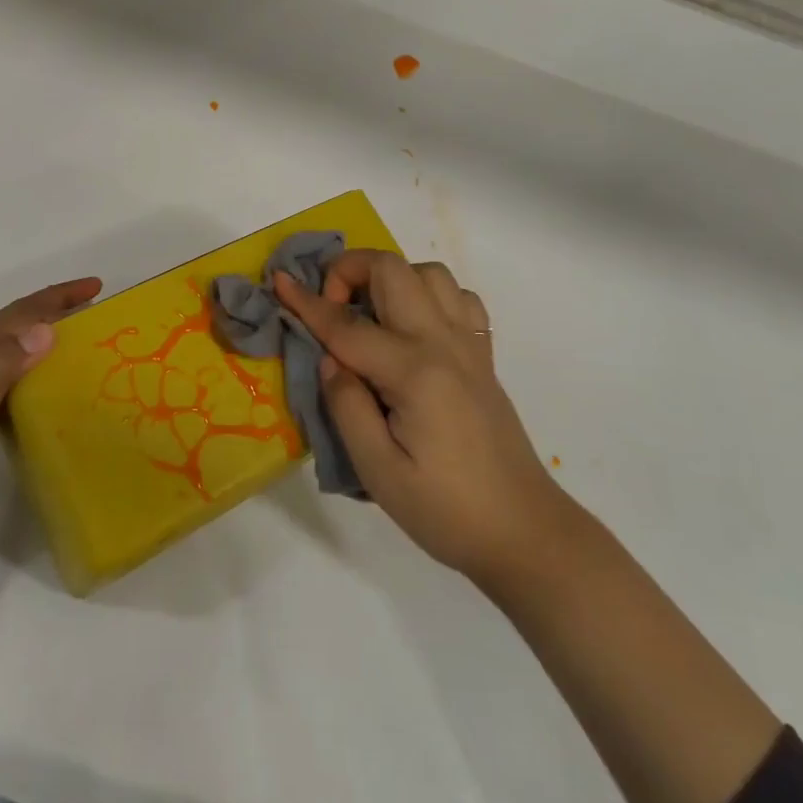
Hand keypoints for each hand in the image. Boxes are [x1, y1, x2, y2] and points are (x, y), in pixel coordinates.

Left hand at [0, 277, 100, 548]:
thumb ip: (1, 363)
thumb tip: (45, 329)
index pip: (20, 313)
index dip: (58, 296)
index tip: (96, 286)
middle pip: (18, 325)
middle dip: (55, 311)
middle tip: (96, 313)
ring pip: (16, 352)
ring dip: (48, 340)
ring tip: (82, 347)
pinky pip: (13, 381)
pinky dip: (37, 374)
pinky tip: (51, 392)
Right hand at [274, 251, 558, 585]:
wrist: (524, 532)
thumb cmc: (445, 510)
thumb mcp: (378, 470)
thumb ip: (346, 405)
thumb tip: (330, 359)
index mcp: (414, 372)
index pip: (347, 325)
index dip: (307, 302)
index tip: (278, 281)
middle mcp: (443, 343)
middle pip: (393, 271)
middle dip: (350, 270)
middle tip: (330, 308)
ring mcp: (469, 346)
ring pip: (429, 273)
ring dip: (391, 278)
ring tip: (370, 314)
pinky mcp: (483, 357)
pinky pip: (458, 299)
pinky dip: (428, 295)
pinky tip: (413, 328)